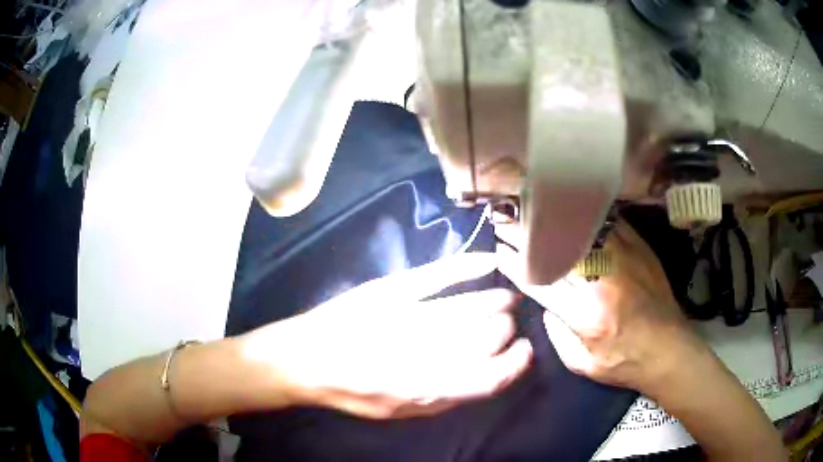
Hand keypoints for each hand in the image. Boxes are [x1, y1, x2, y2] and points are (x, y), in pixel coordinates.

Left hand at [239, 253, 533, 418]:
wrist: (306, 360)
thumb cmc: (353, 392)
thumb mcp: (400, 411)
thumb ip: (444, 399)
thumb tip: (483, 379)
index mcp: (430, 388)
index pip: (493, 376)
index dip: (516, 363)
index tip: (524, 350)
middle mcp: (428, 353)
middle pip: (489, 336)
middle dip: (506, 329)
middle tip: (506, 324)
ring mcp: (412, 317)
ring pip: (474, 305)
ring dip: (498, 300)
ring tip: (507, 299)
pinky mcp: (394, 290)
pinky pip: (441, 273)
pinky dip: (469, 264)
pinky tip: (489, 262)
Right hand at [497, 220, 701, 393]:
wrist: (668, 349)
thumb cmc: (623, 363)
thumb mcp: (582, 364)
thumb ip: (557, 335)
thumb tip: (547, 306)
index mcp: (585, 315)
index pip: (541, 281)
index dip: (516, 263)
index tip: (500, 249)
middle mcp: (601, 281)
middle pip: (557, 251)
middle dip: (527, 235)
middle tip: (506, 220)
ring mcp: (623, 260)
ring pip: (580, 231)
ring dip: (553, 221)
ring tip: (533, 209)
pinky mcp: (639, 249)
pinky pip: (607, 224)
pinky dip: (585, 218)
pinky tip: (571, 211)